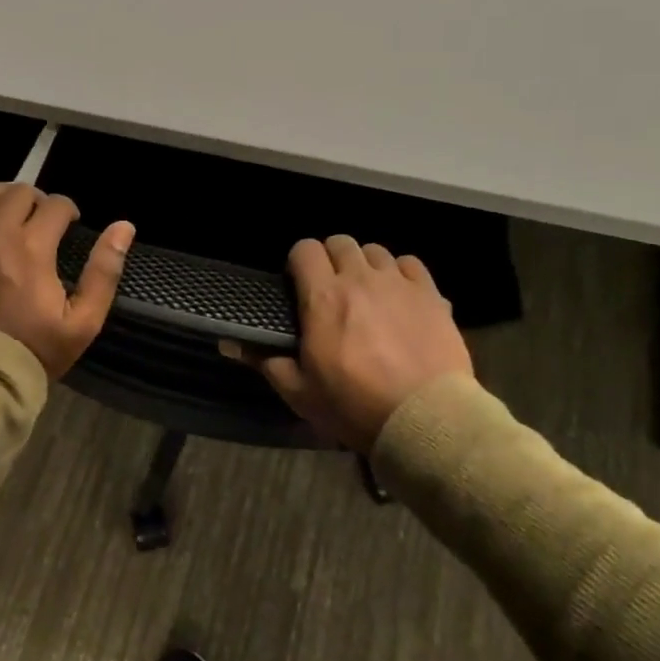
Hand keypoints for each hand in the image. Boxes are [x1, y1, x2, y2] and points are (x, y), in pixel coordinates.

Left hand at [0, 180, 134, 378]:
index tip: (73, 222)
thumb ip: (104, 271)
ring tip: (10, 203)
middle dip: (37, 198)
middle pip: (17, 194)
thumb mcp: (85, 319)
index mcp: (33, 249)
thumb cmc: (39, 349)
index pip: (55, 206)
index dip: (68, 209)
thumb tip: (124, 227)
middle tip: (45, 217)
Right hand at [245, 236, 472, 450]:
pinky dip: (401, 273)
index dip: (298, 261)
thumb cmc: (354, 405)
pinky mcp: (431, 295)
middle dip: (331, 258)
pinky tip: (399, 295)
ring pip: (376, 251)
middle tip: (331, 287)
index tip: (298, 282)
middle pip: (341, 242)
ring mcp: (399, 284)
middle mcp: (360, 279)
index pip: (305, 249)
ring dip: (365, 265)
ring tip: (366, 291)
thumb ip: (265, 361)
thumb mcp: (300, 391)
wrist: (423, 418)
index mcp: (322, 298)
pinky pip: (411, 264)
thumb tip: (228, 343)